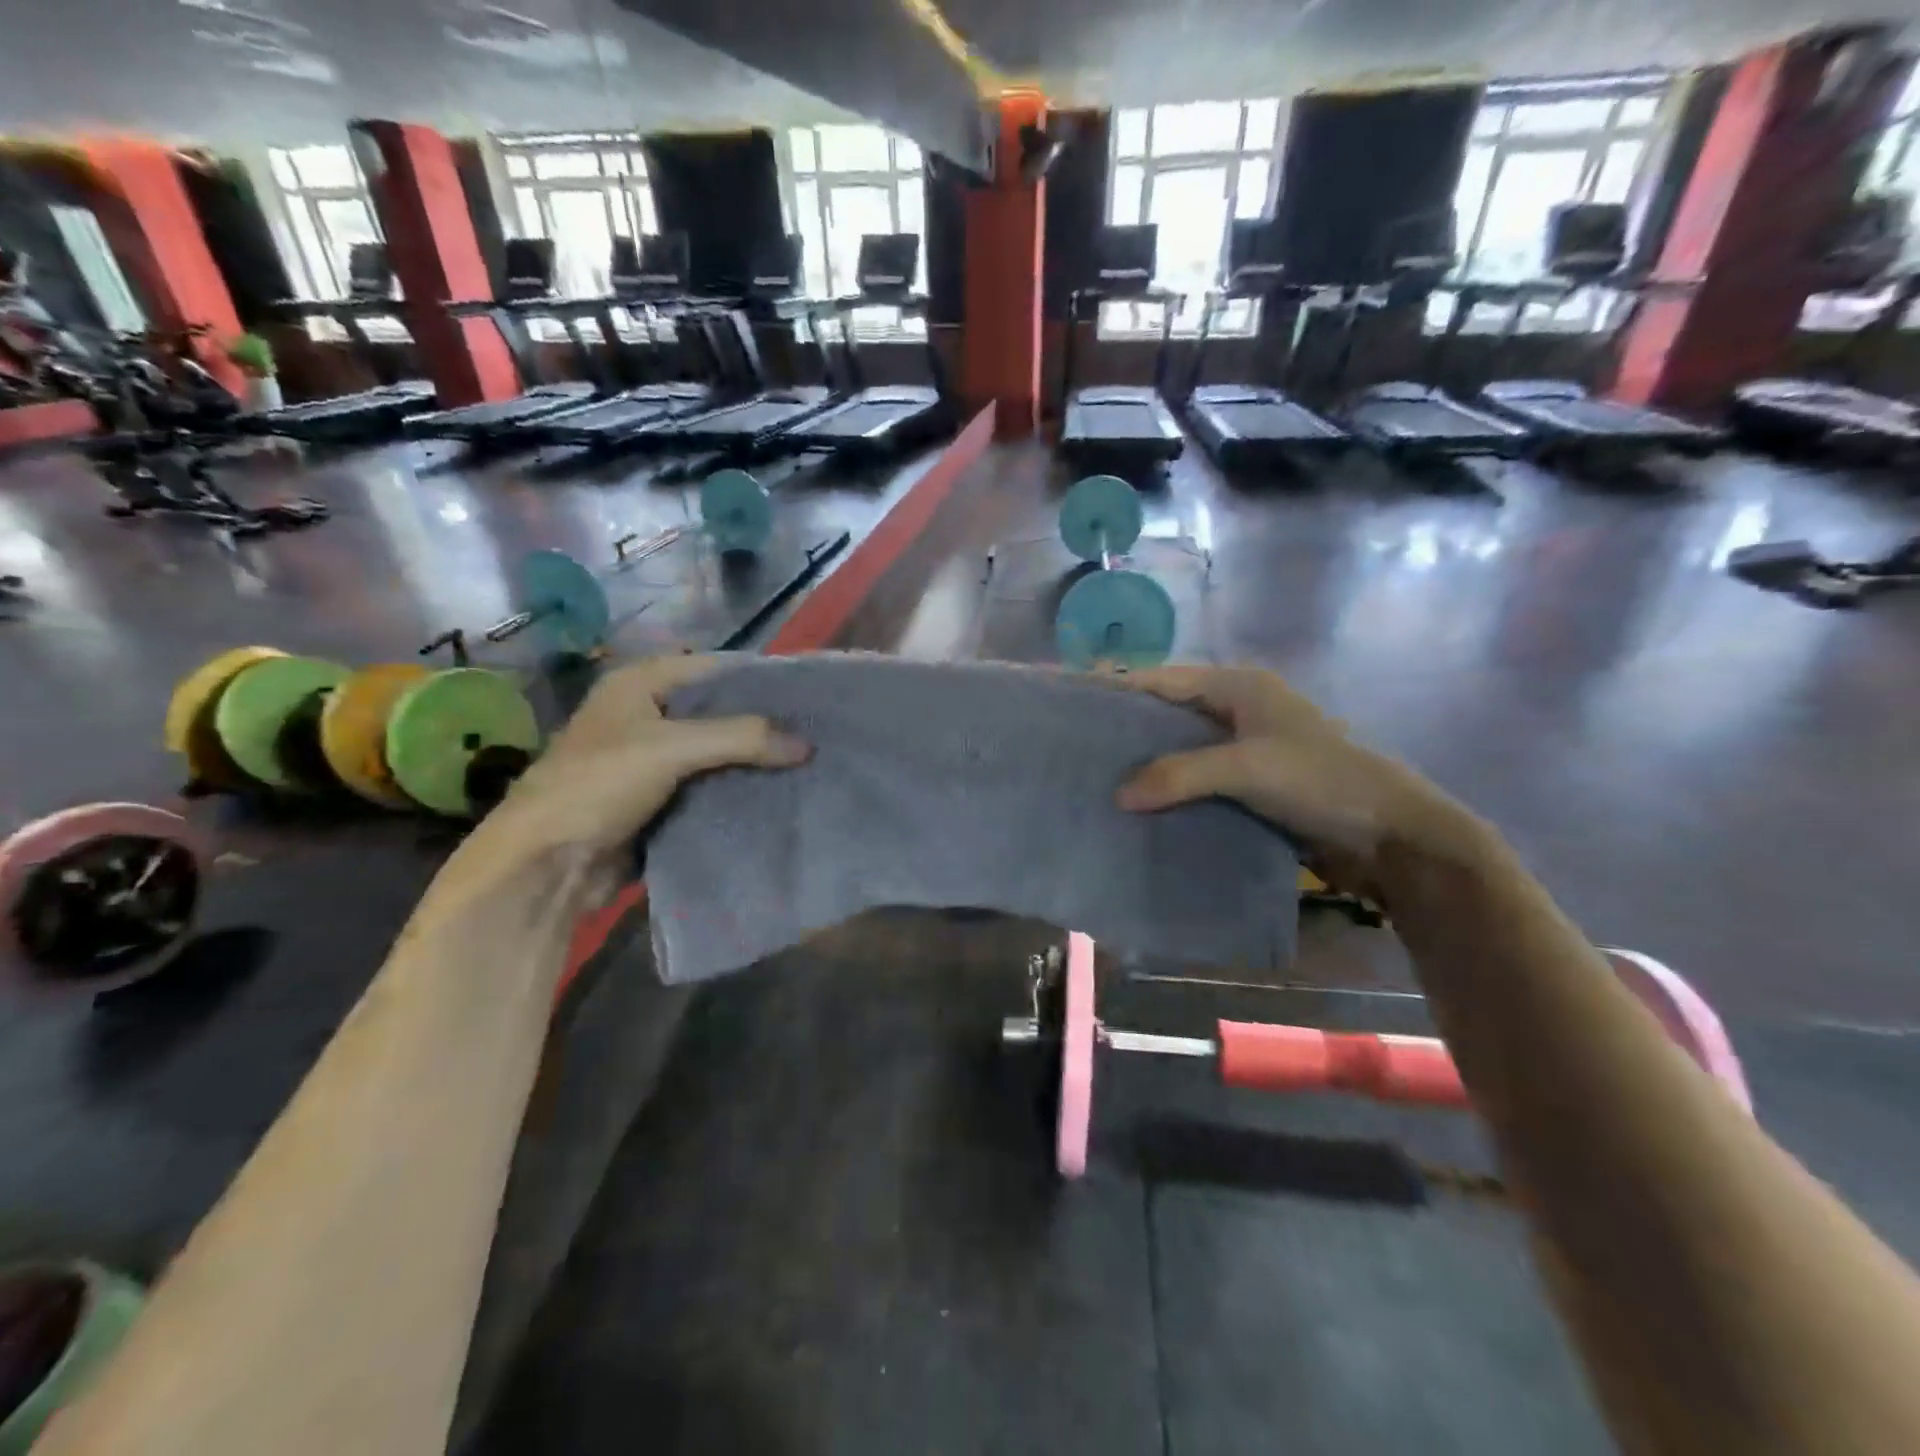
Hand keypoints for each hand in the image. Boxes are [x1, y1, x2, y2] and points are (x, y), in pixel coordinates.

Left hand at [434, 654, 808, 910]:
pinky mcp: (660, 800)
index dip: (759, 678)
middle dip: (763, 723)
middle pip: (719, 711)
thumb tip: (807, 745)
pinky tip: (779, 795)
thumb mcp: (670, 749)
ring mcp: (653, 760)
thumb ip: (741, 738)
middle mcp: (647, 715)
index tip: (809, 692)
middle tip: (817, 732)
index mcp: (639, 685)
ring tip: (809, 762)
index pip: (714, 668)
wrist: (546, 866)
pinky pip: (710, 787)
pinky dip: (738, 790)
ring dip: (754, 760)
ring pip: (718, 752)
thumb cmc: (598, 785)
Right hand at [1109, 665, 1475, 886]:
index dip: (1117, 685)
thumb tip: (1118, 794)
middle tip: (1076, 743)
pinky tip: (1140, 808)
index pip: (1163, 679)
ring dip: (1147, 763)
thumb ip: (1179, 775)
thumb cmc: (1319, 780)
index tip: (1072, 695)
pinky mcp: (1251, 784)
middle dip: (1126, 727)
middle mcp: (1238, 710)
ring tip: (1097, 778)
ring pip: (1181, 749)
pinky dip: (1170, 790)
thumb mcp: (1247, 768)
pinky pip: (1198, 780)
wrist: (1390, 834)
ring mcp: (1246, 748)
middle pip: (1168, 712)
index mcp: (1238, 687)